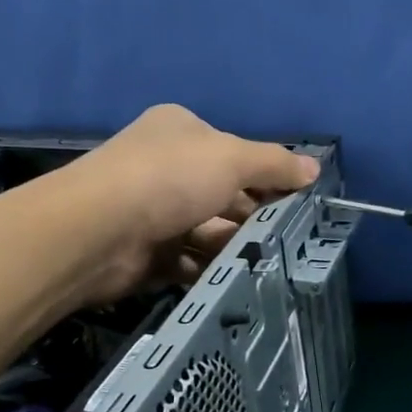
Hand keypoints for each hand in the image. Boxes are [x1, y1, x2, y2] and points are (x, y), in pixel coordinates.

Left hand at [62, 105, 319, 303]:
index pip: (234, 152)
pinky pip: (188, 261)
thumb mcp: (232, 159)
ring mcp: (152, 212)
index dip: (267, 175)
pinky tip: (235, 281)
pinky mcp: (145, 254)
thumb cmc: (169, 179)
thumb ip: (274, 164)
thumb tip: (313, 168)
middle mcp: (164, 167)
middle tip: (287, 238)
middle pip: (222, 193)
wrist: (97, 231)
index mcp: (181, 131)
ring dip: (234, 246)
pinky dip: (210, 270)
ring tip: (267, 262)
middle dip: (253, 216)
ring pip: (207, 231)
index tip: (297, 200)